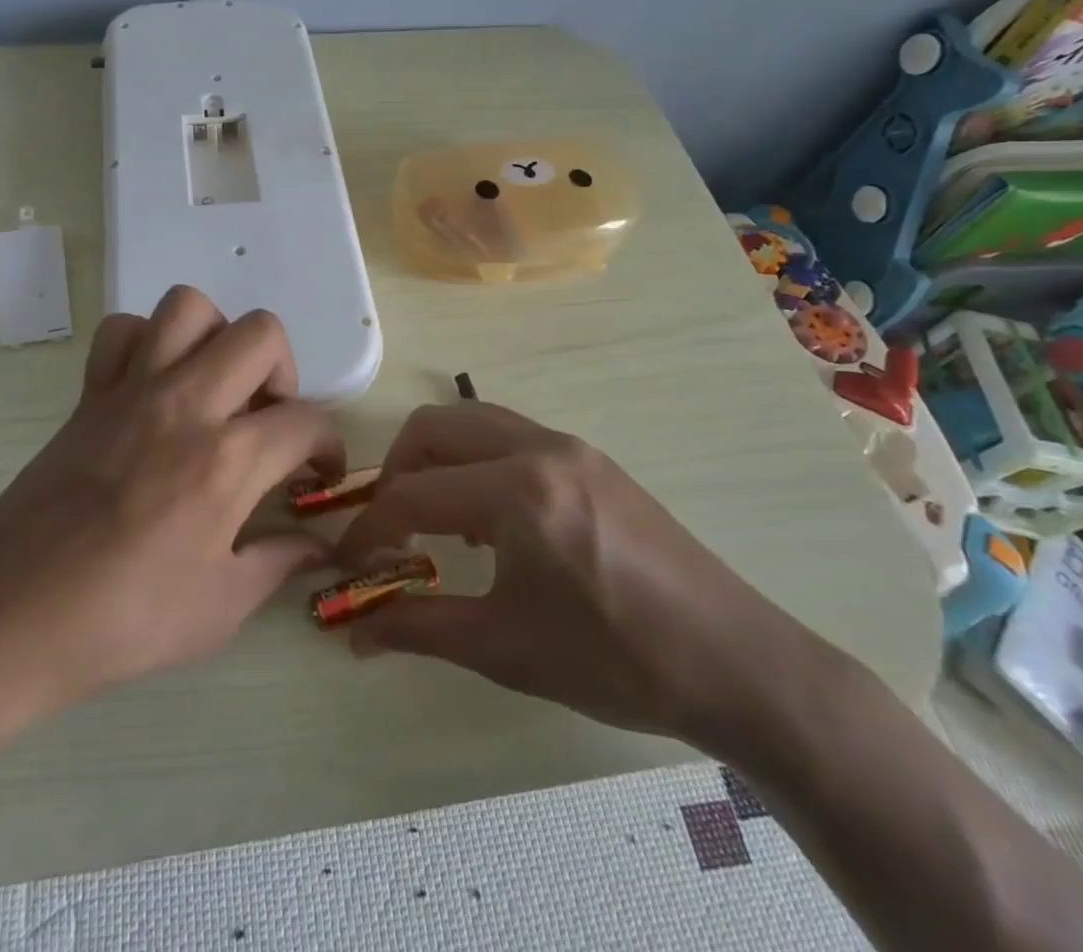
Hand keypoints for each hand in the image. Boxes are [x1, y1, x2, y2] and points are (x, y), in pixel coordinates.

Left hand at [0, 286, 342, 718]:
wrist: (10, 616)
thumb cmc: (122, 622)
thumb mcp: (219, 610)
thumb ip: (277, 564)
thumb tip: (316, 545)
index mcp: (227, 460)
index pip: (307, 420)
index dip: (328, 445)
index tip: (317, 474)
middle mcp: (186, 405)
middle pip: (261, 334)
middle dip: (282, 372)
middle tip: (266, 421)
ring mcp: (132, 390)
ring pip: (189, 307)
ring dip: (216, 338)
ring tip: (214, 388)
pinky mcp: (90, 393)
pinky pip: (122, 330)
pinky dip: (146, 342)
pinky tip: (152, 386)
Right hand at [335, 401, 833, 756]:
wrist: (735, 662)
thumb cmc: (615, 661)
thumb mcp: (506, 649)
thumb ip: (420, 628)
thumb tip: (354, 631)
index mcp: (517, 492)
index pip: (412, 495)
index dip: (369, 530)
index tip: (347, 562)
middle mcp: (538, 448)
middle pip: (432, 428)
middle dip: (395, 472)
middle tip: (390, 528)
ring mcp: (569, 446)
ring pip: (471, 421)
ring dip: (436, 460)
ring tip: (434, 521)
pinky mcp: (589, 457)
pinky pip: (509, 436)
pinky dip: (475, 461)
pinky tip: (488, 520)